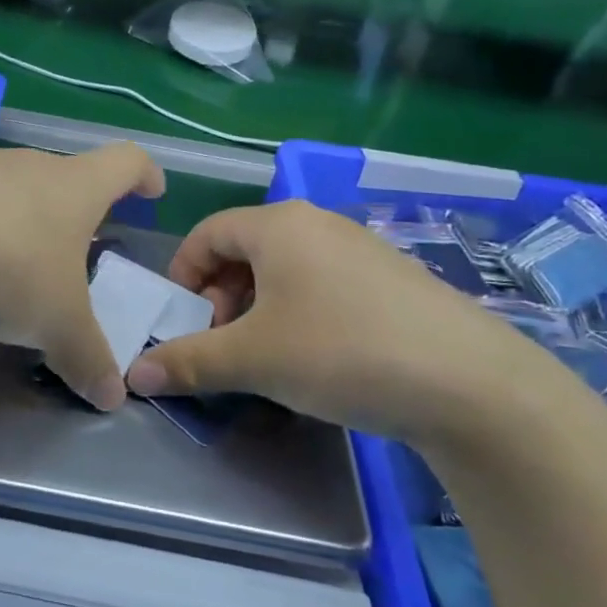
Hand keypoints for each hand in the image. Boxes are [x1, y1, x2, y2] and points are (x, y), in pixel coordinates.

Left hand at [0, 144, 163, 410]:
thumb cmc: (5, 266)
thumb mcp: (56, 323)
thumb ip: (87, 357)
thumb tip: (113, 397)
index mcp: (74, 186)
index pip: (125, 162)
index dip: (144, 174)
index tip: (151, 191)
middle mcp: (28, 166)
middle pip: (65, 176)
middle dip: (76, 208)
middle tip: (77, 247)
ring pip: (11, 188)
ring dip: (19, 219)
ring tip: (12, 263)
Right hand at [126, 201, 533, 443]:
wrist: (471, 384)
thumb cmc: (342, 351)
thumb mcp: (254, 360)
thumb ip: (189, 361)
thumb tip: (135, 373)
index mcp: (278, 224)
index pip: (206, 234)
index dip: (183, 276)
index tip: (182, 322)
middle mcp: (317, 223)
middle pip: (245, 250)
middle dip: (221, 297)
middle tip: (224, 344)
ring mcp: (360, 248)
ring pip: (285, 269)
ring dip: (259, 308)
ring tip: (267, 356)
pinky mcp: (392, 278)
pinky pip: (323, 283)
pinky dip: (300, 312)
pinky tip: (318, 357)